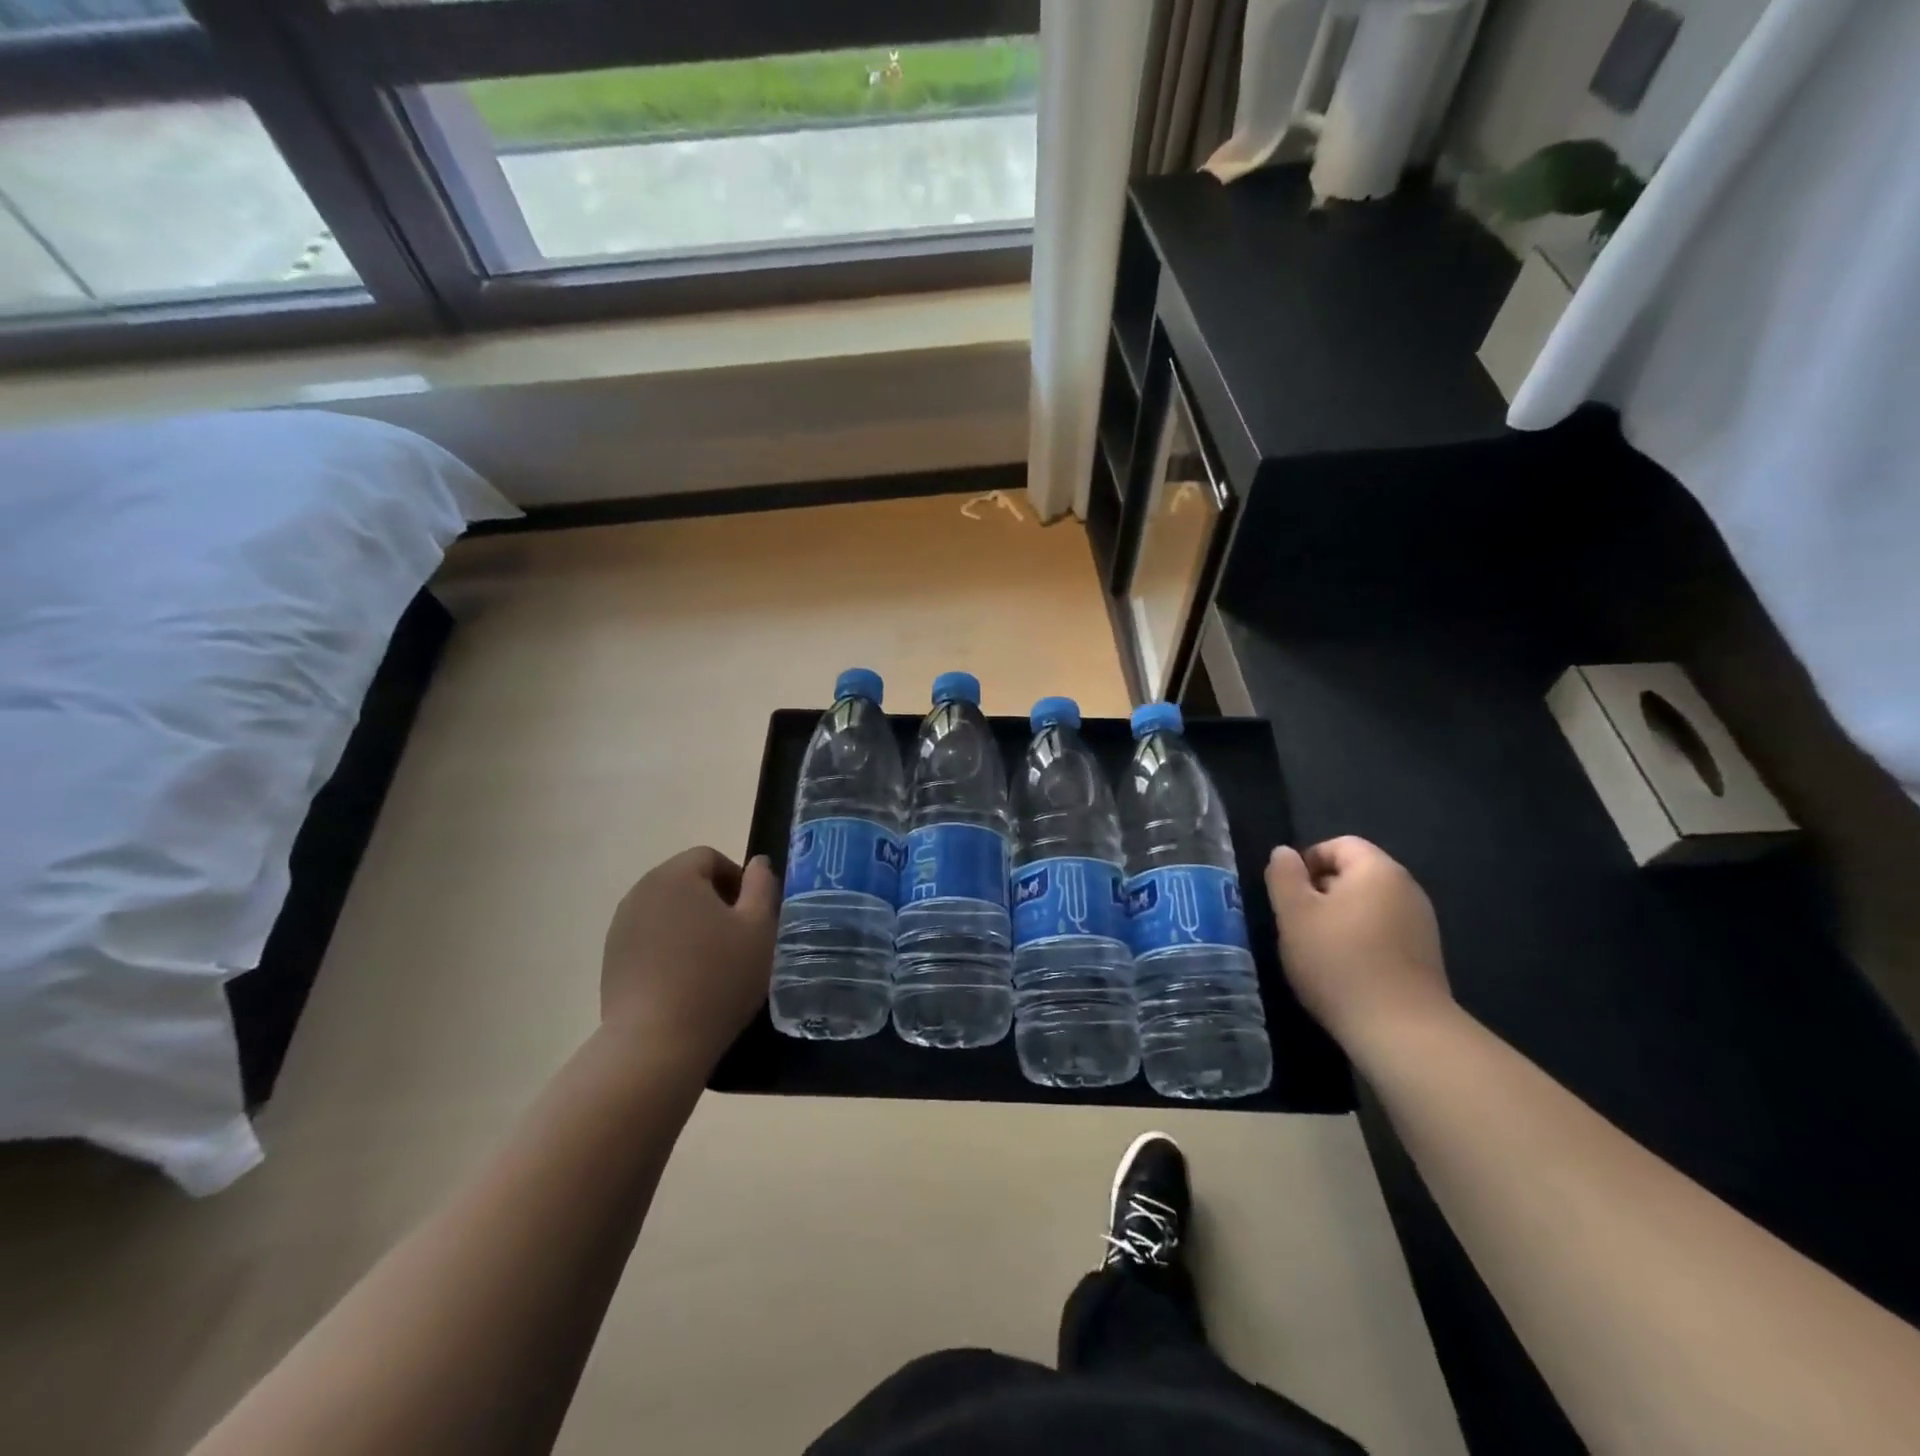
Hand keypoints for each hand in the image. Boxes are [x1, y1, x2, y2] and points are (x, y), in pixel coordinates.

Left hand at [601, 847, 779, 1068]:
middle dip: (714, 901)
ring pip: (667, 910)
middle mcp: (642, 891)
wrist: (655, 1043)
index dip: (737, 879)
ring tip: (711, 962)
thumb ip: (762, 886)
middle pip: (686, 881)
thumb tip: (758, 863)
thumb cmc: (718, 978)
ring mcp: (621, 925)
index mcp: (676, 875)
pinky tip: (685, 981)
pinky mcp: (612, 958)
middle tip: (737, 938)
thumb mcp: (759, 928)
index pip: (710, 857)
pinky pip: (649, 937)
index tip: (752, 915)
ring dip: (691, 924)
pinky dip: (669, 947)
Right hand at [1265, 837, 1452, 1051]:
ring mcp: (1420, 924)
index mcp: (1377, 870)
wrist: (1401, 1030)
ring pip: (1367, 905)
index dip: (1307, 861)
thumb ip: (1284, 876)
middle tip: (1296, 923)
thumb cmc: (1339, 962)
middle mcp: (1406, 889)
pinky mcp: (1424, 955)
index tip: (1287, 894)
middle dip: (1321, 891)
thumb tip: (1284, 853)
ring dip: (1339, 918)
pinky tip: (1345, 970)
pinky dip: (1360, 940)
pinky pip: (1383, 931)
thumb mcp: (1294, 914)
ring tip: (1317, 949)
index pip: (1338, 844)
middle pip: (1354, 873)